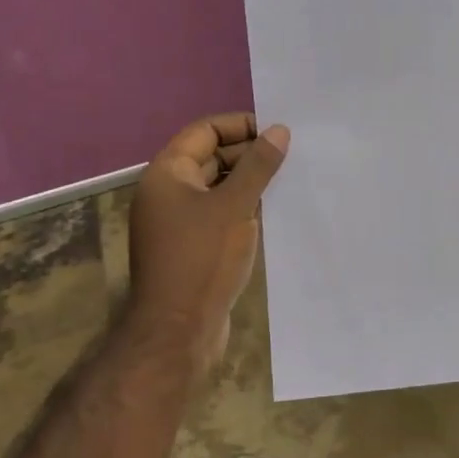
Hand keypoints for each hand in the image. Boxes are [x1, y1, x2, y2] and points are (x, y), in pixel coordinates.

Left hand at [129, 114, 289, 375]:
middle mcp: (168, 192)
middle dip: (249, 154)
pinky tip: (274, 211)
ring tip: (289, 179)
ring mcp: (178, 222)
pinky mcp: (191, 247)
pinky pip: (219, 214)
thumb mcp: (235, 206)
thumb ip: (258, 166)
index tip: (277, 132)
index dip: (241, 126)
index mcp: (167, 174)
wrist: (178, 332)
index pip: (205, 131)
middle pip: (211, 157)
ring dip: (249, 182)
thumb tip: (279, 130)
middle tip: (291, 155)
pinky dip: (243, 208)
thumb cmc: (203, 259)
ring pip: (218, 187)